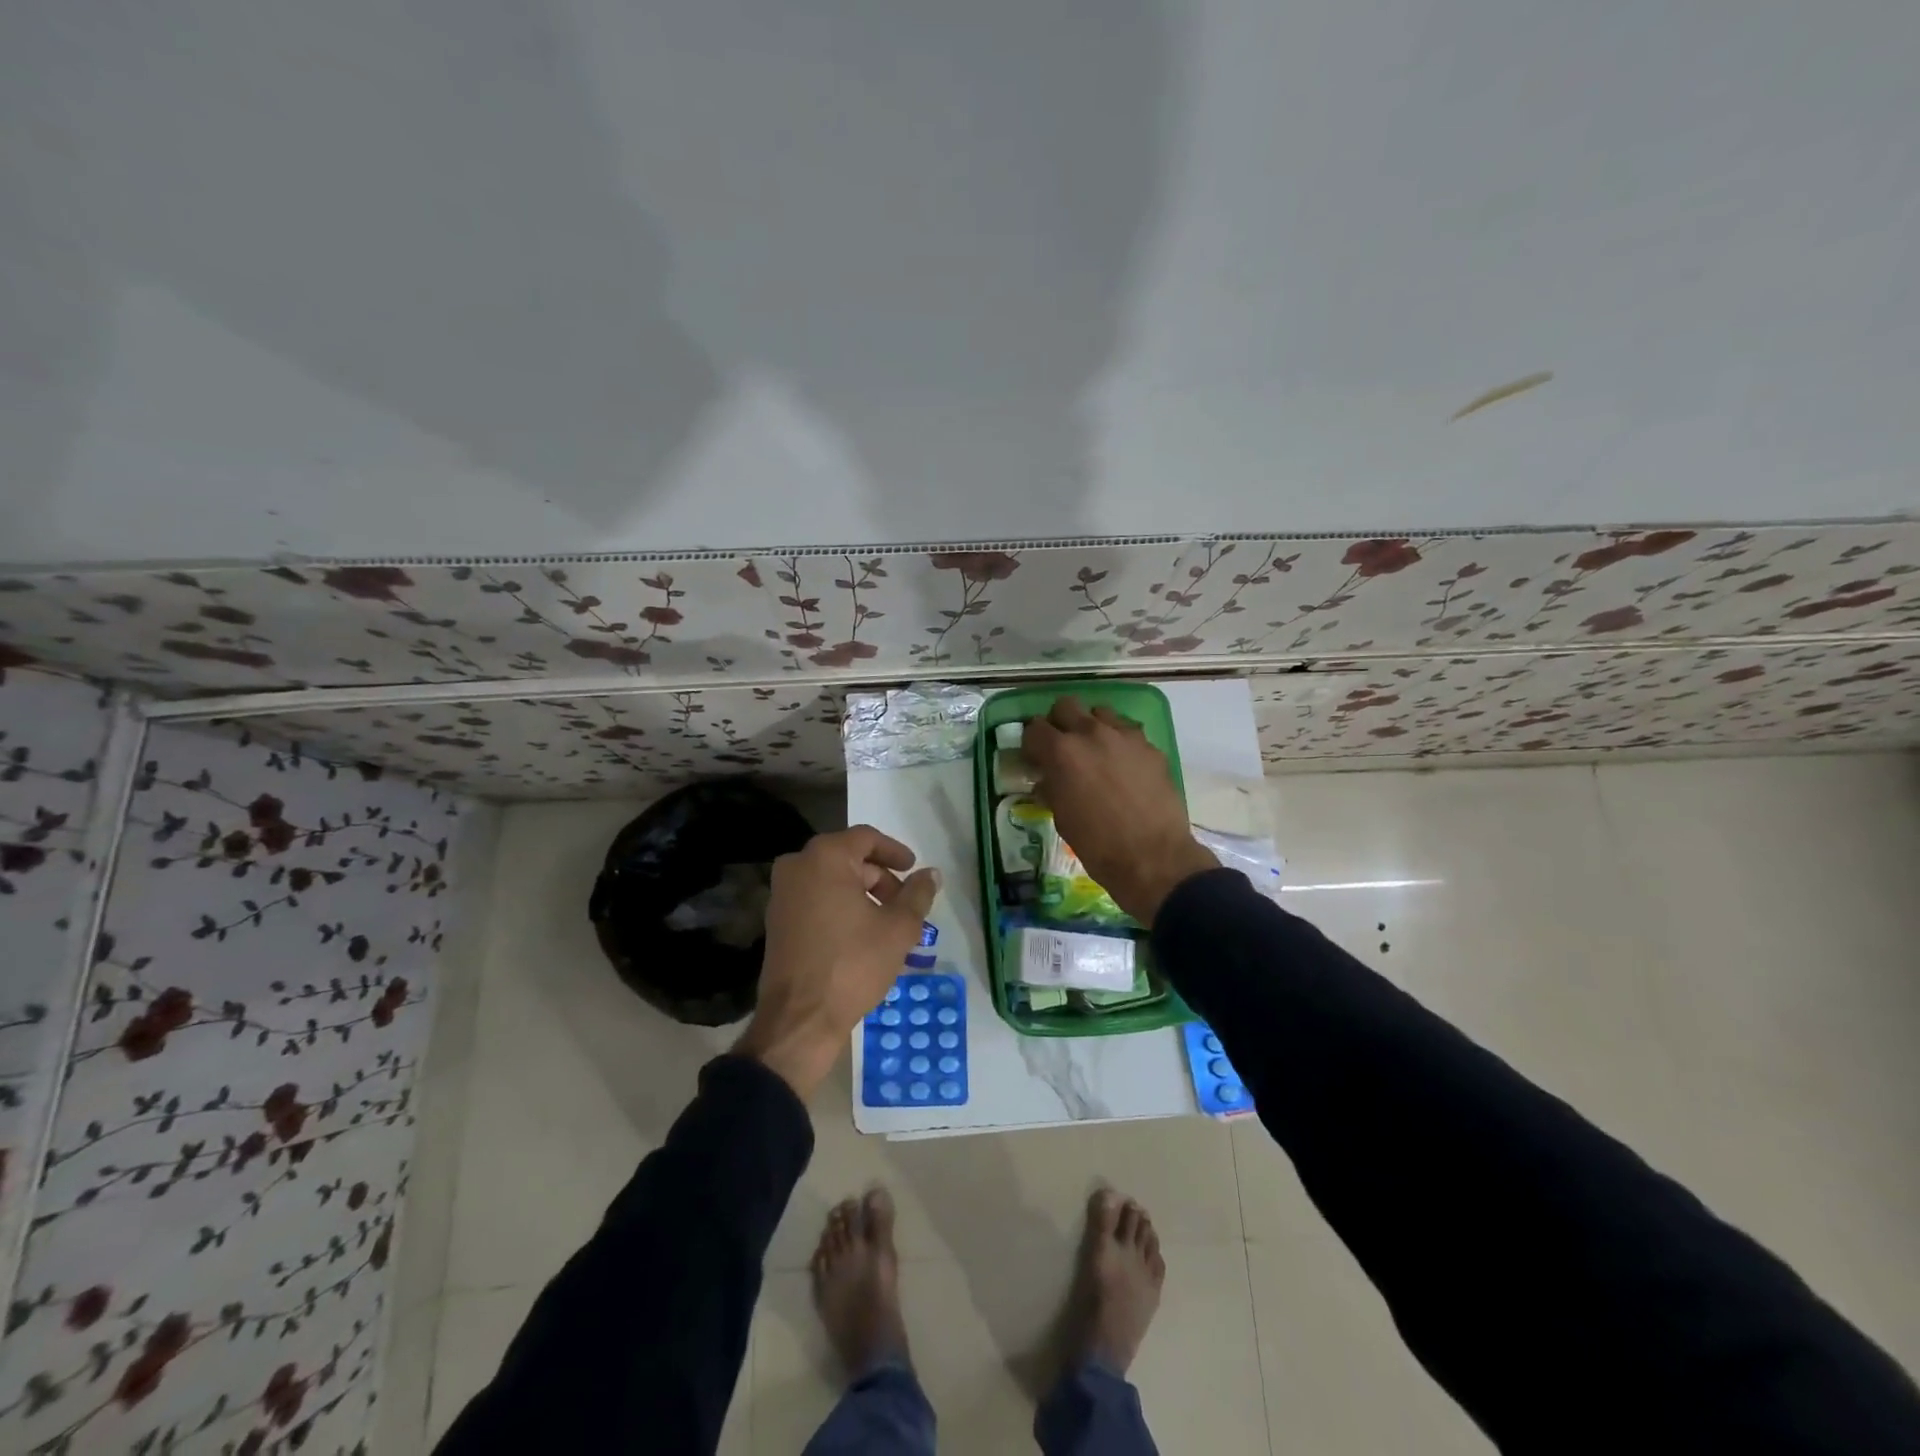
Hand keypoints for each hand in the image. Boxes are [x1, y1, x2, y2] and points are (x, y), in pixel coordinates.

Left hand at [736, 826, 940, 1098]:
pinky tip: (862, 936)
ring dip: (863, 895)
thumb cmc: (852, 964)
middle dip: (881, 878)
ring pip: (832, 880)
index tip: (914, 869)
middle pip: (849, 859)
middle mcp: (797, 865)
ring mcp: (782, 893)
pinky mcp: (777, 920)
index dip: (895, 852)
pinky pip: (816, 900)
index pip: (867, 838)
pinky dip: (841, 908)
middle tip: (905, 904)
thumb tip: (932, 873)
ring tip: (888, 925)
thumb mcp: (898, 928)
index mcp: (825, 857)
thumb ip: (918, 894)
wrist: (800, 1019)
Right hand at [1023, 697, 1217, 923]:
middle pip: (1066, 706)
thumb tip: (1047, 779)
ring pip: (1100, 712)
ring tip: (1095, 752)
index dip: (1031, 743)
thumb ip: (1051, 788)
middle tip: (1062, 747)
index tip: (1034, 758)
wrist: (1153, 857)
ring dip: (1092, 726)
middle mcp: (1092, 733)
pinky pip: (1128, 732)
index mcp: (1062, 752)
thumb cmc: (1097, 844)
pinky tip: (1123, 766)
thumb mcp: (1061, 818)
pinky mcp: (1150, 747)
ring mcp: (1125, 736)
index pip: (1034, 728)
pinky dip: (1119, 742)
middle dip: (1059, 723)